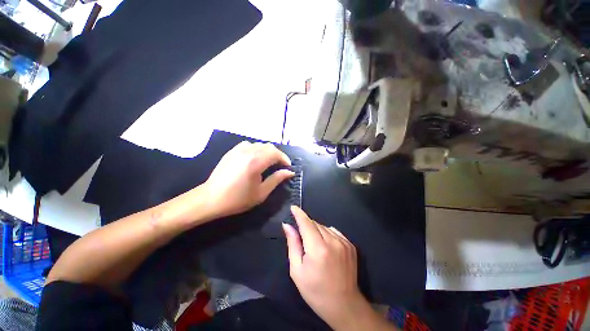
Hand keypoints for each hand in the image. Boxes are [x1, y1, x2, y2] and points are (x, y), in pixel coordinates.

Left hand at [203, 141, 293, 218]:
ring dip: (268, 152)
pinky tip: (255, 159)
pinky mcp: (232, 151)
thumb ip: (277, 179)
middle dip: (278, 155)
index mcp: (255, 162)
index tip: (288, 167)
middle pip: (269, 146)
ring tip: (269, 162)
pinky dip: (256, 149)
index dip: (284, 159)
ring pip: (259, 144)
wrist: (211, 199)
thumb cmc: (238, 199)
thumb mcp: (261, 192)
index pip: (276, 153)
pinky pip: (249, 145)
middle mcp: (247, 151)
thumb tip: (289, 172)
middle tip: (280, 166)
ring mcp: (238, 149)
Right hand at [283, 206, 368, 329]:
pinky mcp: (350, 245)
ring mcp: (344, 242)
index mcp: (318, 249)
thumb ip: (293, 244)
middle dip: (306, 226)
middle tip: (302, 238)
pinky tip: (326, 246)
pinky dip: (327, 234)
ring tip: (314, 246)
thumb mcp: (297, 270)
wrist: (343, 304)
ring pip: (325, 227)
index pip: (306, 223)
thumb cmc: (315, 290)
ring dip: (317, 230)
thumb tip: (287, 225)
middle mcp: (333, 241)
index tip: (293, 207)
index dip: (299, 214)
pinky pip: (334, 232)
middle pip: (315, 224)